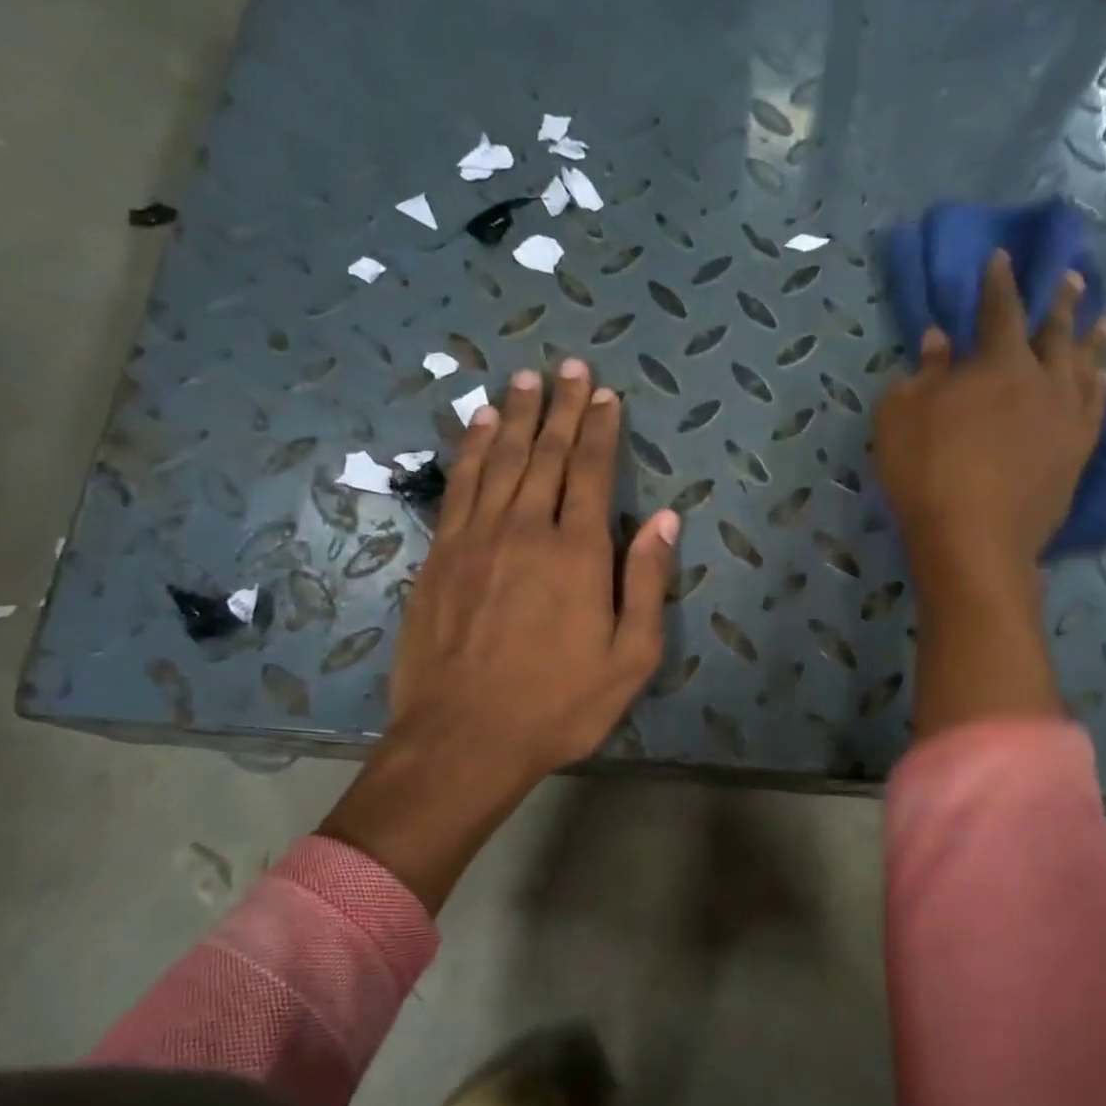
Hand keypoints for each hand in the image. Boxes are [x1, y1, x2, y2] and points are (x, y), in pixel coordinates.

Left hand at [321, 360, 678, 909]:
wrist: (465, 738)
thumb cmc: (559, 704)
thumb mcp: (629, 657)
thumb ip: (646, 582)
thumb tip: (665, 519)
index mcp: (577, 553)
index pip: (591, 472)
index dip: (600, 429)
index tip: (605, 394)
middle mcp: (526, 530)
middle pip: (545, 454)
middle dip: (561, 408)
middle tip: (569, 367)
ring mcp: (476, 539)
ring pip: (498, 460)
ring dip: (515, 416)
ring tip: (525, 380)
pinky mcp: (440, 555)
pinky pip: (459, 486)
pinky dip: (470, 449)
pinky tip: (477, 426)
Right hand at [876, 252, 1105, 582]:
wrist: (975, 541)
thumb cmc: (927, 474)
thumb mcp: (901, 418)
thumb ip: (923, 374)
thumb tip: (939, 340)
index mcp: (998, 364)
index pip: (1000, 310)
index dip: (999, 283)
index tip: (1003, 259)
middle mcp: (1043, 381)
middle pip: (1056, 332)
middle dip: (1061, 302)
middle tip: (1073, 277)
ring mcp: (1066, 419)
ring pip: (1087, 368)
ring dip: (1093, 342)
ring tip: (1105, 322)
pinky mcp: (1077, 455)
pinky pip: (1095, 412)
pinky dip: (1100, 391)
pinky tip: (1102, 382)